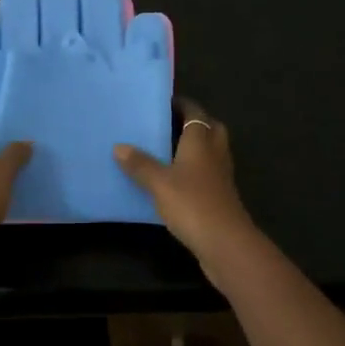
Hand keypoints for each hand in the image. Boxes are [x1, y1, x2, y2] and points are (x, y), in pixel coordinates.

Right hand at [114, 100, 254, 259]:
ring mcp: (221, 176)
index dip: (183, 105)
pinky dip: (195, 169)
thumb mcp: (159, 183)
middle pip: (210, 128)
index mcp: (201, 141)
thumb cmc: (192, 204)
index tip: (164, 102)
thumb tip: (119, 146)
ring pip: (211, 151)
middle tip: (170, 123)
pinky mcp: (221, 196)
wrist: (225, 242)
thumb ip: (140, 164)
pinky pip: (208, 172)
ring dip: (195, 146)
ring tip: (168, 149)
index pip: (195, 113)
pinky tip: (176, 179)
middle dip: (194, 122)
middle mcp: (215, 153)